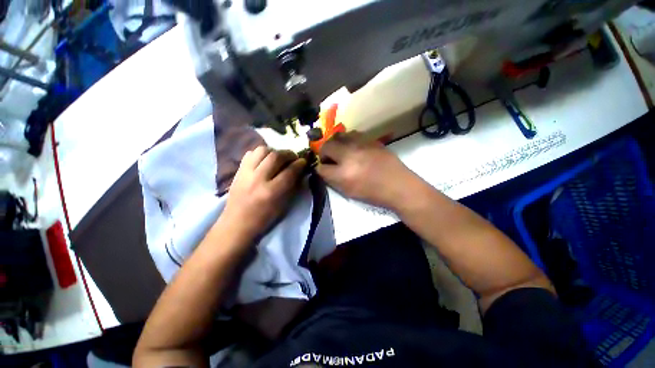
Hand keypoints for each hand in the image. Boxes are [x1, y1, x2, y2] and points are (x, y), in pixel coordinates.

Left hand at [222, 146, 305, 237]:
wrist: (237, 223)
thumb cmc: (264, 218)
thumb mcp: (284, 205)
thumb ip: (292, 185)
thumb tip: (299, 170)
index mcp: (272, 192)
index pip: (290, 171)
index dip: (300, 164)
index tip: (304, 162)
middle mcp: (258, 179)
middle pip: (276, 156)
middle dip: (289, 154)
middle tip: (294, 158)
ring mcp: (246, 173)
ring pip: (262, 150)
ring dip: (274, 151)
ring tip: (279, 157)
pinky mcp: (238, 170)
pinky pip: (250, 153)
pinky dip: (261, 154)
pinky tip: (265, 160)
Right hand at [317, 132, 414, 208]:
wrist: (398, 185)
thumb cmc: (373, 194)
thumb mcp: (349, 192)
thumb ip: (333, 180)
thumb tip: (324, 169)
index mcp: (343, 174)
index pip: (321, 167)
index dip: (320, 169)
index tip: (323, 169)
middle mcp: (349, 155)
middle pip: (326, 146)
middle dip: (323, 152)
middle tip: (329, 158)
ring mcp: (361, 144)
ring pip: (338, 135)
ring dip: (335, 143)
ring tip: (340, 151)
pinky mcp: (370, 139)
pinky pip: (353, 134)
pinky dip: (348, 140)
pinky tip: (353, 147)